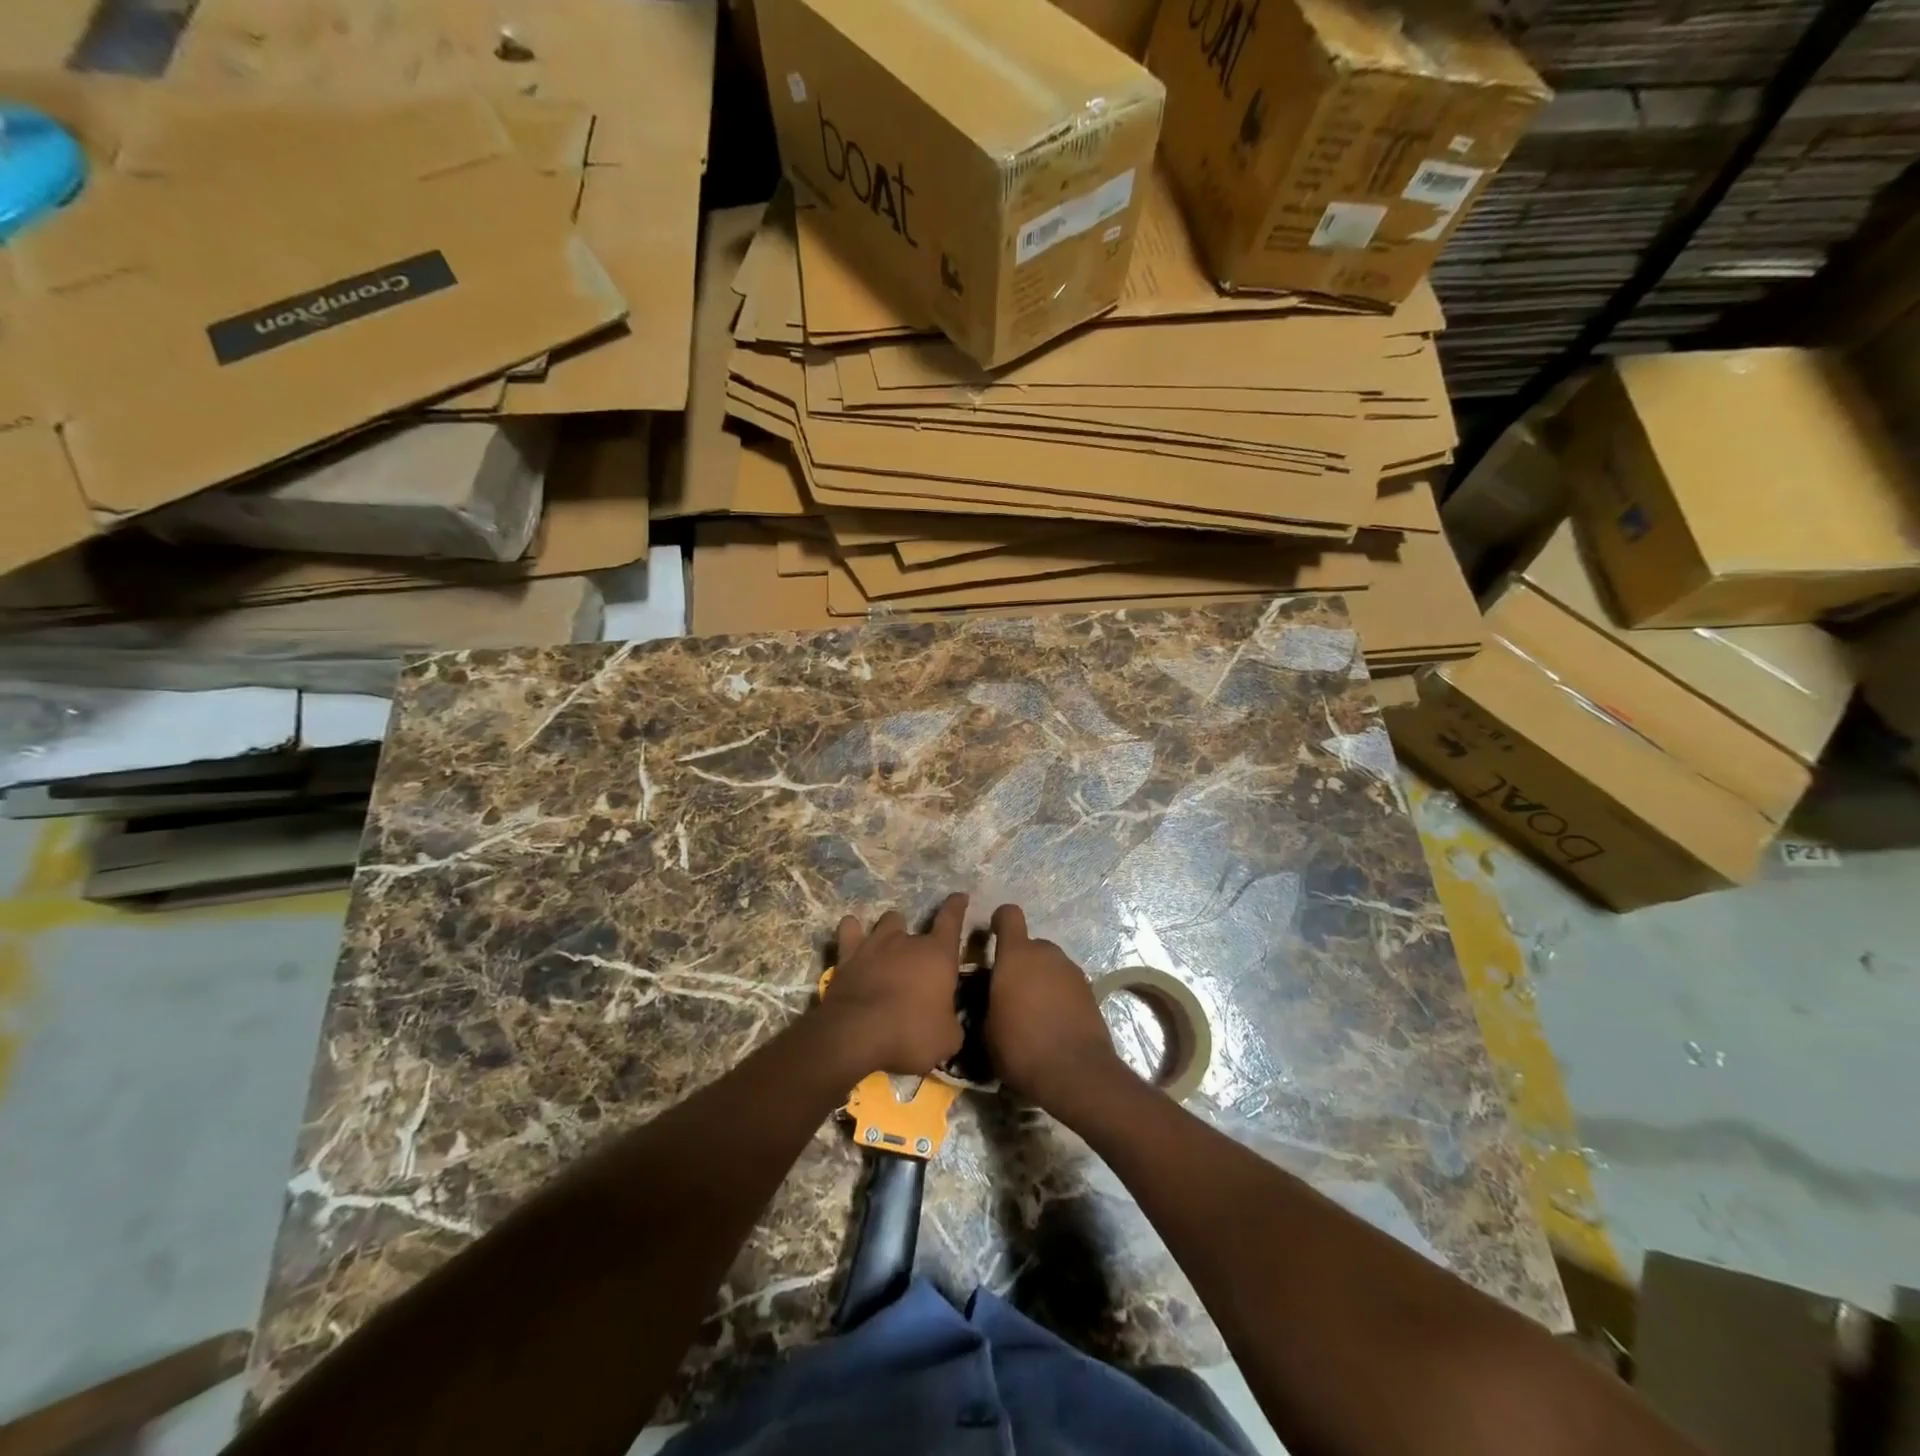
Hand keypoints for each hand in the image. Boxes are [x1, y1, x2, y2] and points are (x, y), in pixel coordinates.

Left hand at [820, 893, 967, 1075]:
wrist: (857, 1034)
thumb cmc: (911, 1033)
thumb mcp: (947, 1039)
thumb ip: (951, 1023)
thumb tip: (948, 1022)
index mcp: (938, 955)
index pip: (952, 920)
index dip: (957, 906)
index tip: (960, 896)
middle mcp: (907, 941)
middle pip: (914, 923)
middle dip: (916, 937)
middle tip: (915, 959)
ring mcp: (875, 944)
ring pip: (886, 921)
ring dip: (888, 930)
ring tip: (887, 945)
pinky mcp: (847, 956)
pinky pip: (849, 930)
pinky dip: (852, 931)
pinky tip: (853, 936)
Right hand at [986, 905, 1125, 1110]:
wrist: (1075, 1072)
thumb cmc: (1020, 1046)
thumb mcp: (986, 1029)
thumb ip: (986, 1001)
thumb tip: (988, 998)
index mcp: (1016, 955)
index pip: (1009, 915)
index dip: (999, 921)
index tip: (991, 936)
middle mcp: (1046, 953)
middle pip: (1030, 945)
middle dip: (1020, 962)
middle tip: (1010, 991)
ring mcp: (1071, 970)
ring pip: (1049, 965)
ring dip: (1040, 979)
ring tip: (1033, 1011)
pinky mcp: (1090, 990)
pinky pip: (1065, 983)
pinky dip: (1058, 994)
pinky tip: (1052, 1022)